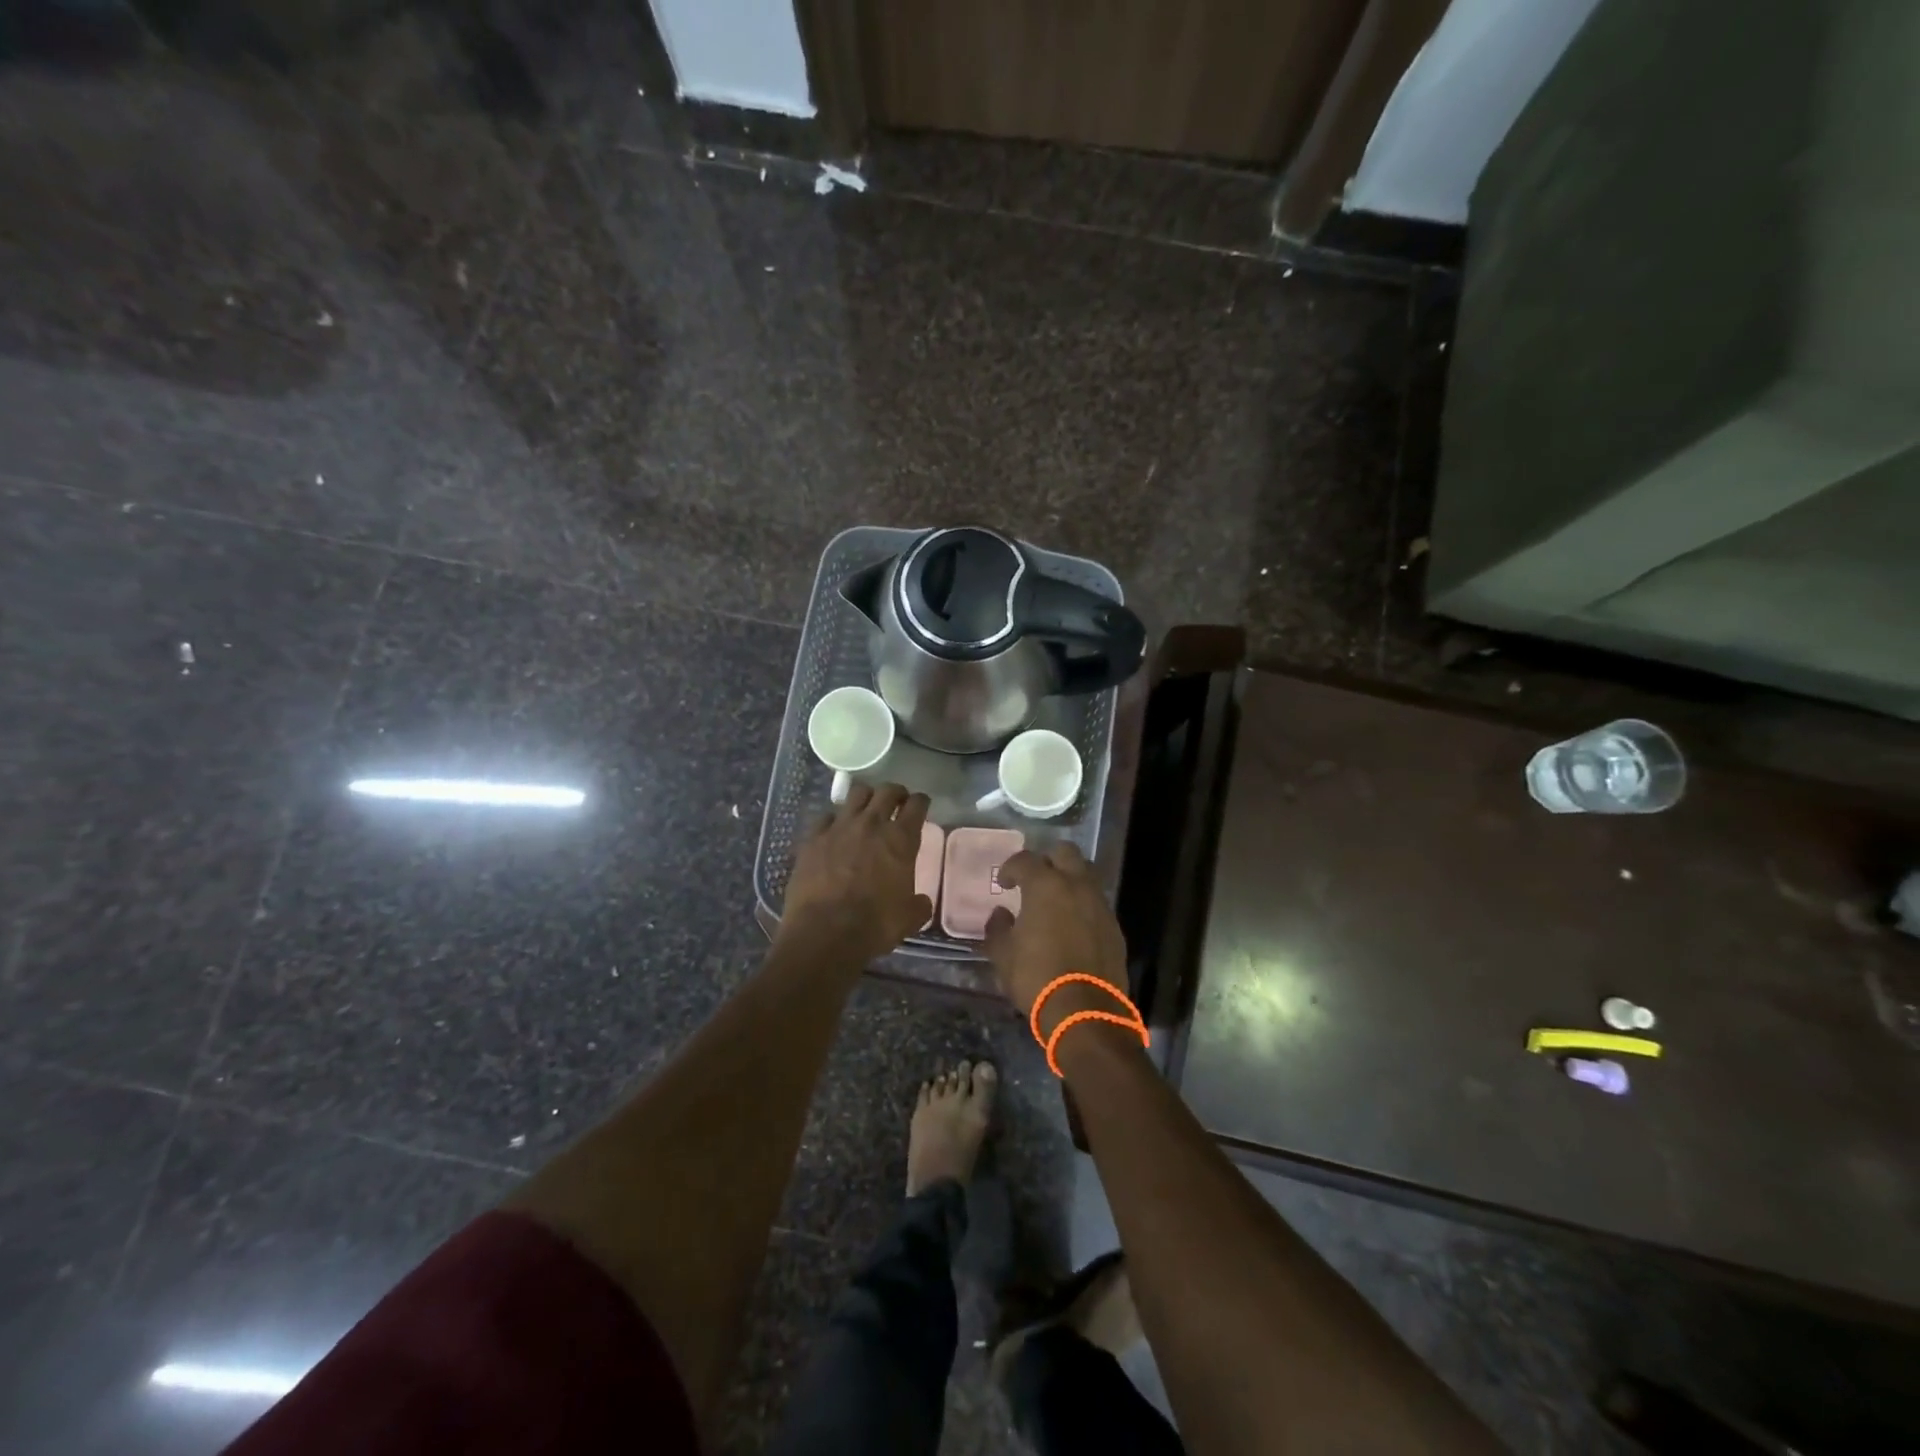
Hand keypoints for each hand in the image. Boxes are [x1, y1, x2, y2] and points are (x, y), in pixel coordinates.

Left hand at [780, 783, 932, 964]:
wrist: (825, 932)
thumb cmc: (875, 925)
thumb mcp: (909, 918)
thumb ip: (918, 904)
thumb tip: (920, 902)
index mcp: (901, 839)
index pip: (916, 805)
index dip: (921, 801)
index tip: (921, 804)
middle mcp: (871, 824)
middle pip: (887, 791)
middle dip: (895, 792)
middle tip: (897, 800)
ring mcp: (839, 827)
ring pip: (856, 794)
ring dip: (866, 797)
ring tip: (866, 808)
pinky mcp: (813, 838)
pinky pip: (825, 817)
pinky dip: (833, 820)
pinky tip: (834, 830)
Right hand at [983, 842, 1129, 1034]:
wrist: (1085, 1011)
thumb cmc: (1037, 977)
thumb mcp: (1003, 955)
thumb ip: (998, 929)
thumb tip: (1001, 915)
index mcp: (1045, 886)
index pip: (1025, 860)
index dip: (1010, 867)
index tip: (1003, 883)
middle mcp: (1076, 885)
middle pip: (1065, 852)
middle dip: (1048, 860)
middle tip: (1035, 880)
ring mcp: (1100, 904)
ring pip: (1086, 874)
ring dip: (1070, 879)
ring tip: (1056, 901)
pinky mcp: (1114, 926)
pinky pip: (1097, 902)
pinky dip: (1083, 904)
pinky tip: (1073, 925)